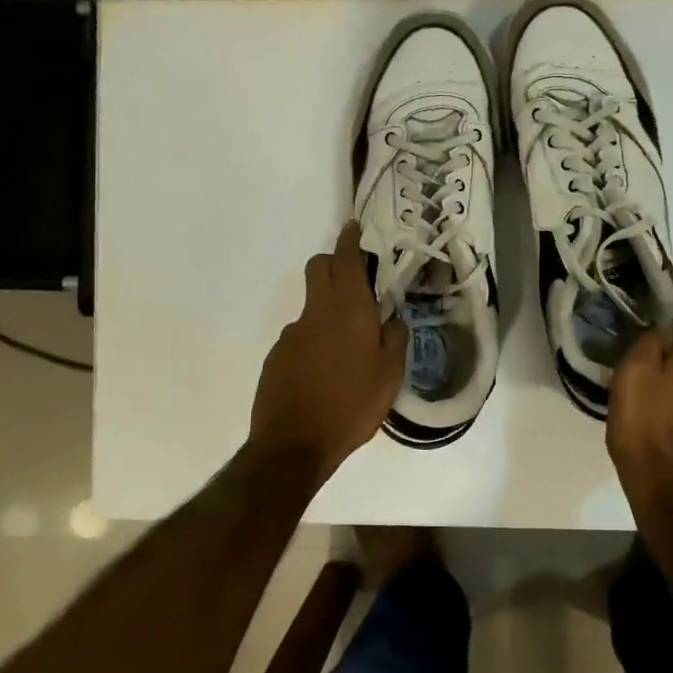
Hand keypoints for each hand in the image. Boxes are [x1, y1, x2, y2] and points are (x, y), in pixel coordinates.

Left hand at [250, 222, 406, 482]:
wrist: (294, 445)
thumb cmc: (352, 406)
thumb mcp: (390, 376)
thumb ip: (395, 339)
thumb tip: (391, 319)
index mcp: (348, 311)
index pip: (345, 259)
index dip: (349, 240)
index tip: (353, 227)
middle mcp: (316, 313)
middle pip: (319, 268)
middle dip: (335, 263)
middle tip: (358, 280)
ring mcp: (292, 333)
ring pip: (312, 304)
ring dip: (329, 308)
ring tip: (349, 345)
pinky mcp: (277, 355)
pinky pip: (302, 334)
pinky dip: (316, 338)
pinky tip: (326, 370)